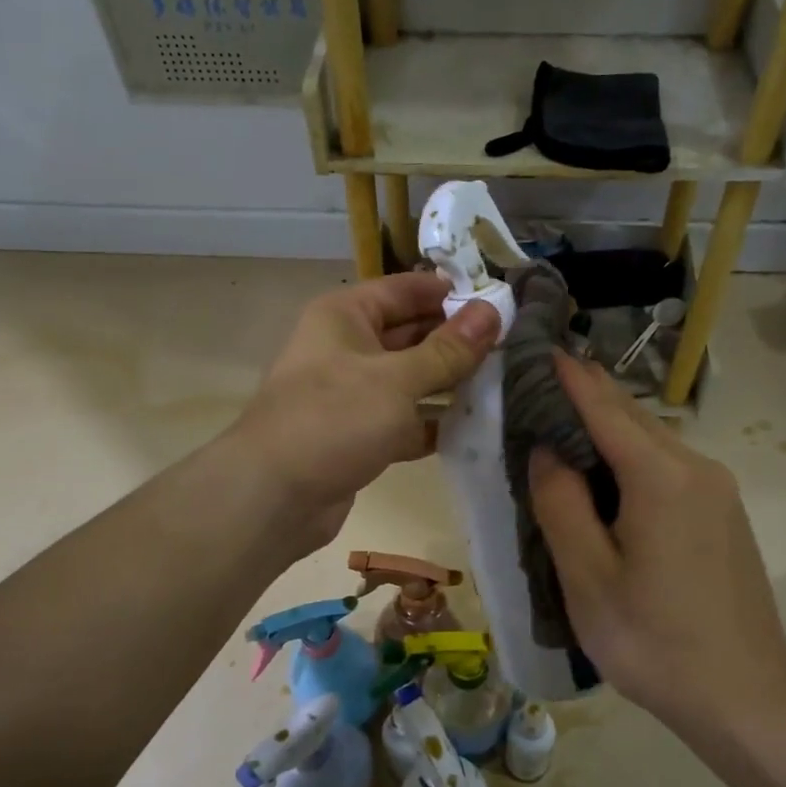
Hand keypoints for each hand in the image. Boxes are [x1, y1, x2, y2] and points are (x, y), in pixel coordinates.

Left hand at [230, 272, 499, 550]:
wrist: (273, 496)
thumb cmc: (333, 419)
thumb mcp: (397, 379)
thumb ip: (447, 350)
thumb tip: (492, 312)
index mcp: (345, 316)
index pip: (405, 290)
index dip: (449, 292)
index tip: (499, 300)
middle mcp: (347, 348)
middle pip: (410, 334)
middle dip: (456, 341)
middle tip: (513, 345)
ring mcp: (352, 394)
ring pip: (410, 380)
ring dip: (449, 384)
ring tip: (504, 383)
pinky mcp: (359, 435)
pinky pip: (403, 419)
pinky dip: (431, 423)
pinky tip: (474, 427)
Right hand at [528, 354, 785, 735]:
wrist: (748, 699)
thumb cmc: (655, 641)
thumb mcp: (588, 576)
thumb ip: (561, 503)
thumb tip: (548, 448)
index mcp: (661, 475)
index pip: (603, 406)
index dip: (568, 376)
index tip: (538, 346)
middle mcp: (696, 467)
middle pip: (631, 416)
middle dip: (584, 397)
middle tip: (535, 388)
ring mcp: (717, 490)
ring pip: (650, 441)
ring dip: (605, 429)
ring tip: (559, 431)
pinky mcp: (723, 514)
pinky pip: (667, 467)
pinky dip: (628, 458)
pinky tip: (604, 480)